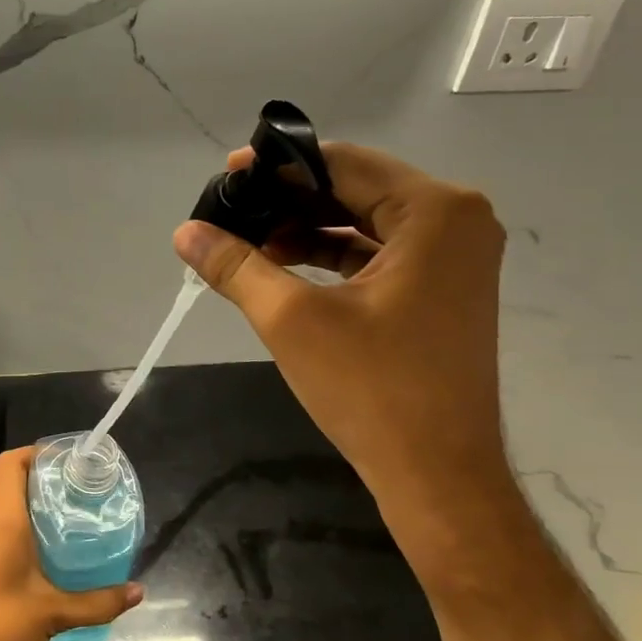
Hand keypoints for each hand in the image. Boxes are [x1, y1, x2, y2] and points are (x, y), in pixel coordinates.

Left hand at [0, 447, 143, 640]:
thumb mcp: (54, 613)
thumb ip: (99, 601)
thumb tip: (138, 591)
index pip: (13, 461)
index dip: (39, 452)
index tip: (70, 462)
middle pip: (7, 480)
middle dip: (41, 479)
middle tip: (78, 491)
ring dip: (26, 502)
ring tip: (65, 517)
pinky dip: (13, 523)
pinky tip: (39, 549)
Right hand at [173, 142, 513, 576]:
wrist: (439, 477)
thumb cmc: (372, 390)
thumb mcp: (291, 319)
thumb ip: (235, 265)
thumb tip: (184, 232)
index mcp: (435, 211)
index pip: (342, 163)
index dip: (278, 166)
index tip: (226, 177)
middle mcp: (457, 220)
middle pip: (356, 187)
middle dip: (289, 198)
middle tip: (231, 211)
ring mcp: (455, 256)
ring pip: (365, 220)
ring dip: (306, 227)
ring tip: (247, 242)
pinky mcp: (443, 287)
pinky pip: (378, 251)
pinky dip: (331, 254)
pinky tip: (282, 266)